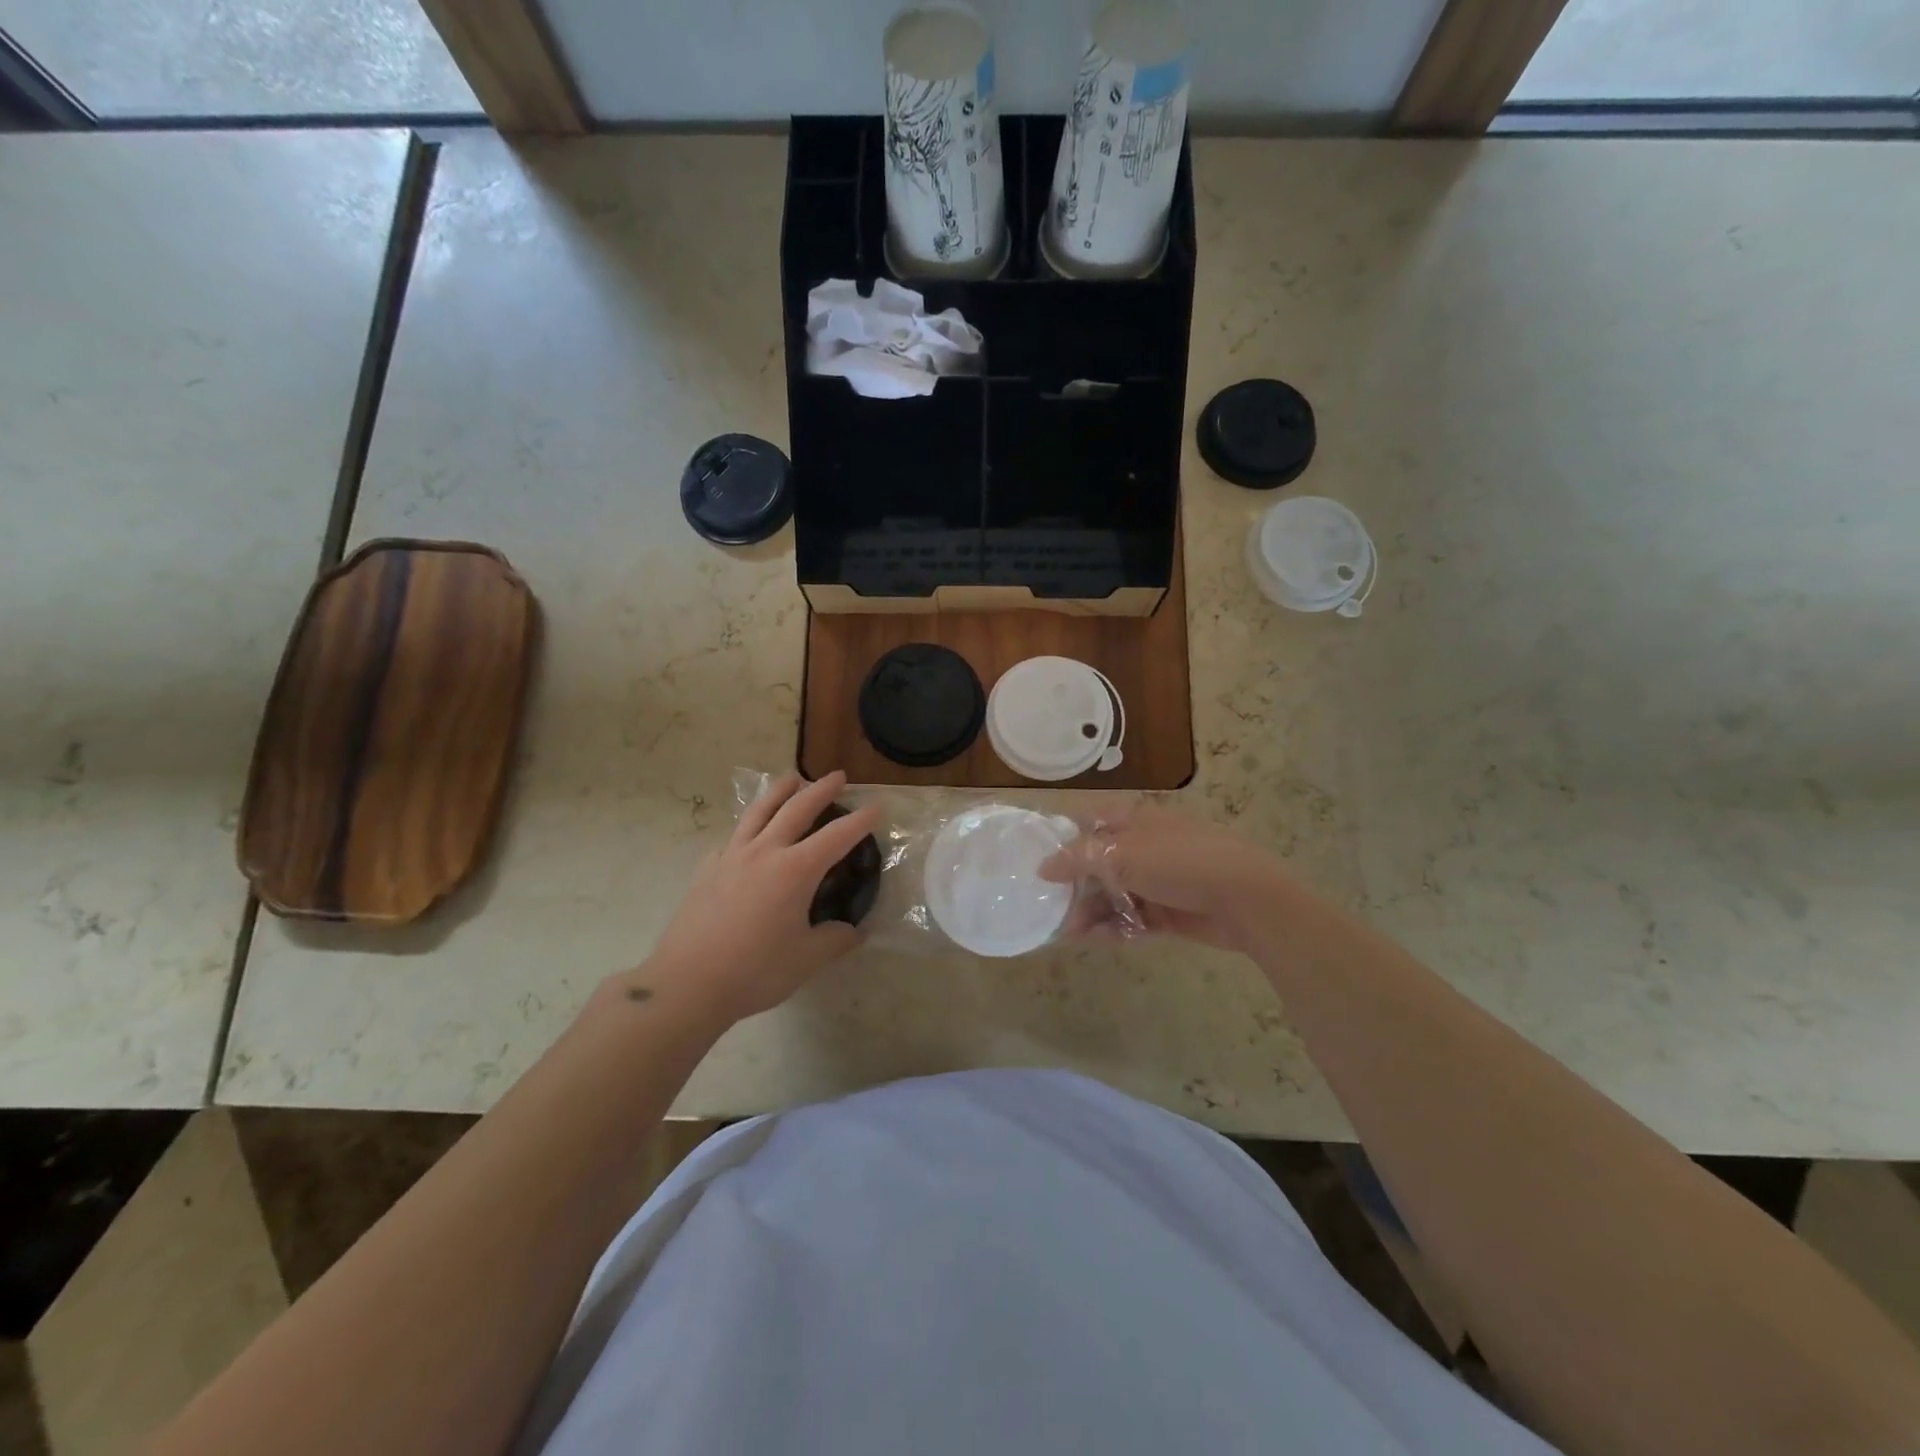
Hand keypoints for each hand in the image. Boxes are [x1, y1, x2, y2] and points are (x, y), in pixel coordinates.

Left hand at [642, 772, 879, 1019]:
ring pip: (759, 811)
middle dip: (821, 789)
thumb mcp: (807, 959)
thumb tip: (854, 931)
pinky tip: (748, 837)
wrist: (687, 984)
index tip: (878, 807)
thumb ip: (836, 940)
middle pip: (796, 808)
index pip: (837, 836)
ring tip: (792, 780)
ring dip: (779, 791)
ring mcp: (731, 856)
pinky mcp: (707, 869)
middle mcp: (765, 852)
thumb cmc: (755, 971)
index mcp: (796, 869)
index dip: (861, 820)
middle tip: (838, 777)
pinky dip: (748, 827)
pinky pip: (733, 837)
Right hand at [1040, 803, 1283, 952]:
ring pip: (1112, 894)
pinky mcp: (1168, 912)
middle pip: (1097, 863)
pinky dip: (1112, 927)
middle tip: (1049, 907)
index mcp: (1134, 820)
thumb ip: (1079, 858)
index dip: (1062, 838)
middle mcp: (1143, 847)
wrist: (1246, 899)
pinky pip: (1131, 919)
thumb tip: (1043, 868)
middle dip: (1073, 885)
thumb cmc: (1181, 862)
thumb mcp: (1124, 853)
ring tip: (1068, 931)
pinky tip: (1093, 938)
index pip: (1088, 822)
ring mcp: (1157, 881)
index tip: (1035, 860)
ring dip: (1090, 911)